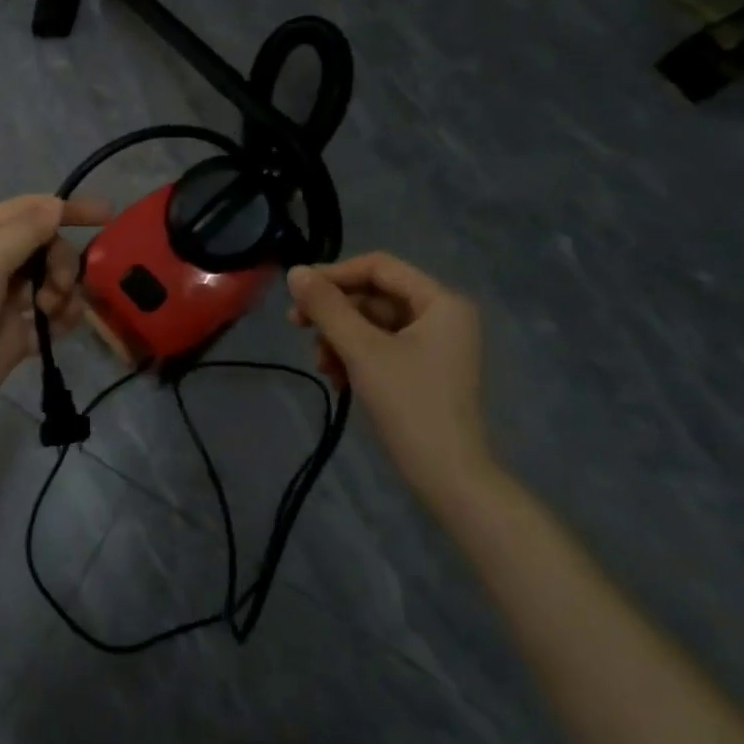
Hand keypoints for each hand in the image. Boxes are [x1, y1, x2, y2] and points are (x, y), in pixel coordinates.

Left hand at [0, 194, 112, 456]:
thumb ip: (22, 233)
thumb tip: (56, 205)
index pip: (29, 209)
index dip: (66, 209)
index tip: (108, 216)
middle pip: (45, 246)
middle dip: (61, 262)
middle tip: (59, 287)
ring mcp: (1, 300)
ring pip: (50, 280)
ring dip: (64, 291)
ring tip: (55, 314)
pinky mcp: (13, 334)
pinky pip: (49, 316)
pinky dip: (61, 318)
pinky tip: (60, 330)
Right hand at [286, 253, 491, 503]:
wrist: (448, 477)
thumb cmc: (409, 404)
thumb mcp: (361, 350)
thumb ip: (327, 307)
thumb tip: (294, 271)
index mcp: (441, 302)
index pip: (379, 267)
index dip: (335, 274)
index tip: (297, 292)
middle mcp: (442, 316)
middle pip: (374, 296)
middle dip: (334, 313)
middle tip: (296, 326)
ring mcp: (435, 345)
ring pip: (372, 324)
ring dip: (339, 338)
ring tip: (321, 364)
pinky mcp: (423, 371)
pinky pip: (380, 347)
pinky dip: (354, 356)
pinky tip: (336, 378)